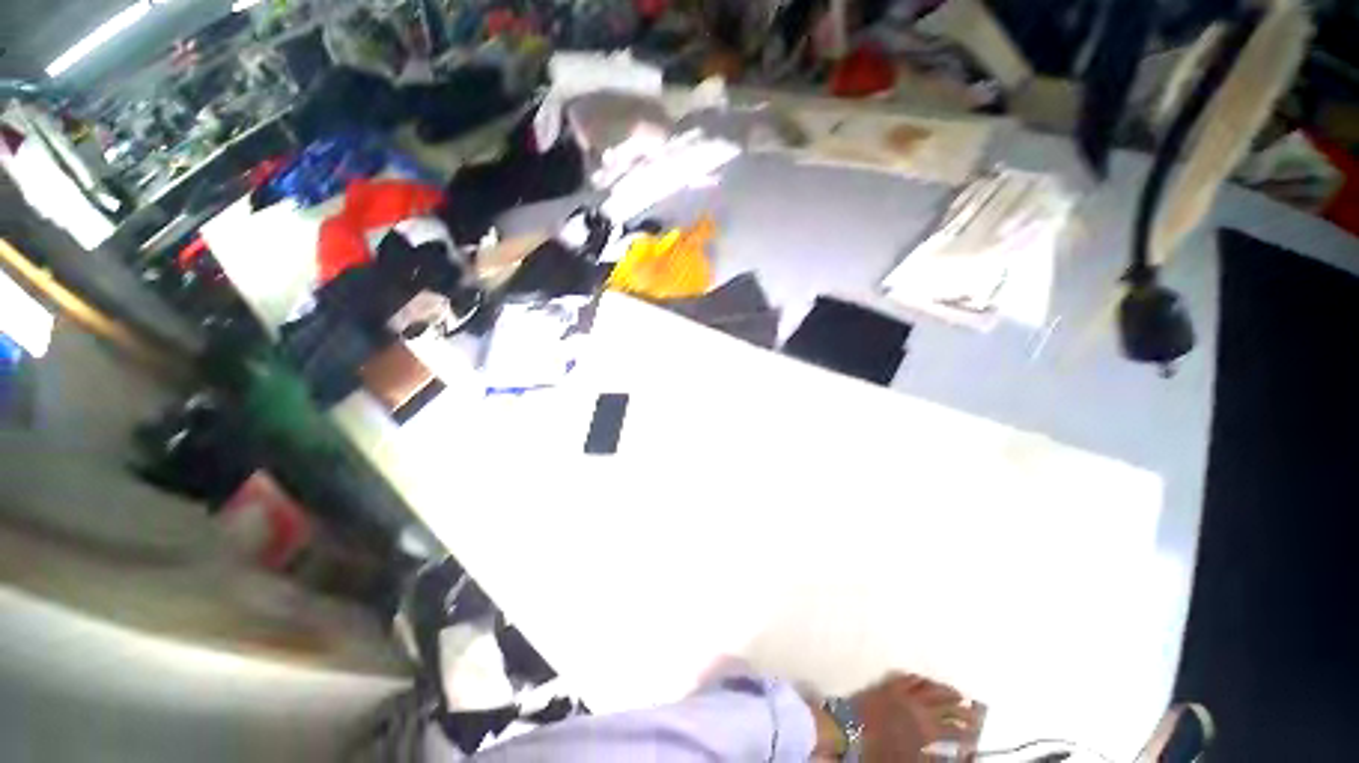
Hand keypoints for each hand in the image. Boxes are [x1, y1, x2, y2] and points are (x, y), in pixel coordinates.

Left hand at [851, 672, 981, 761]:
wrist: (847, 730)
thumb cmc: (879, 751)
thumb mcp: (911, 760)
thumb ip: (932, 758)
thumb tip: (949, 755)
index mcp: (924, 729)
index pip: (953, 730)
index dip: (967, 732)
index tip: (976, 733)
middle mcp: (916, 707)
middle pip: (944, 704)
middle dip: (961, 708)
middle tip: (973, 710)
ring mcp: (900, 693)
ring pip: (928, 687)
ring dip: (943, 690)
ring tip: (955, 692)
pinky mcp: (885, 685)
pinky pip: (906, 678)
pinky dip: (918, 679)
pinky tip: (923, 679)